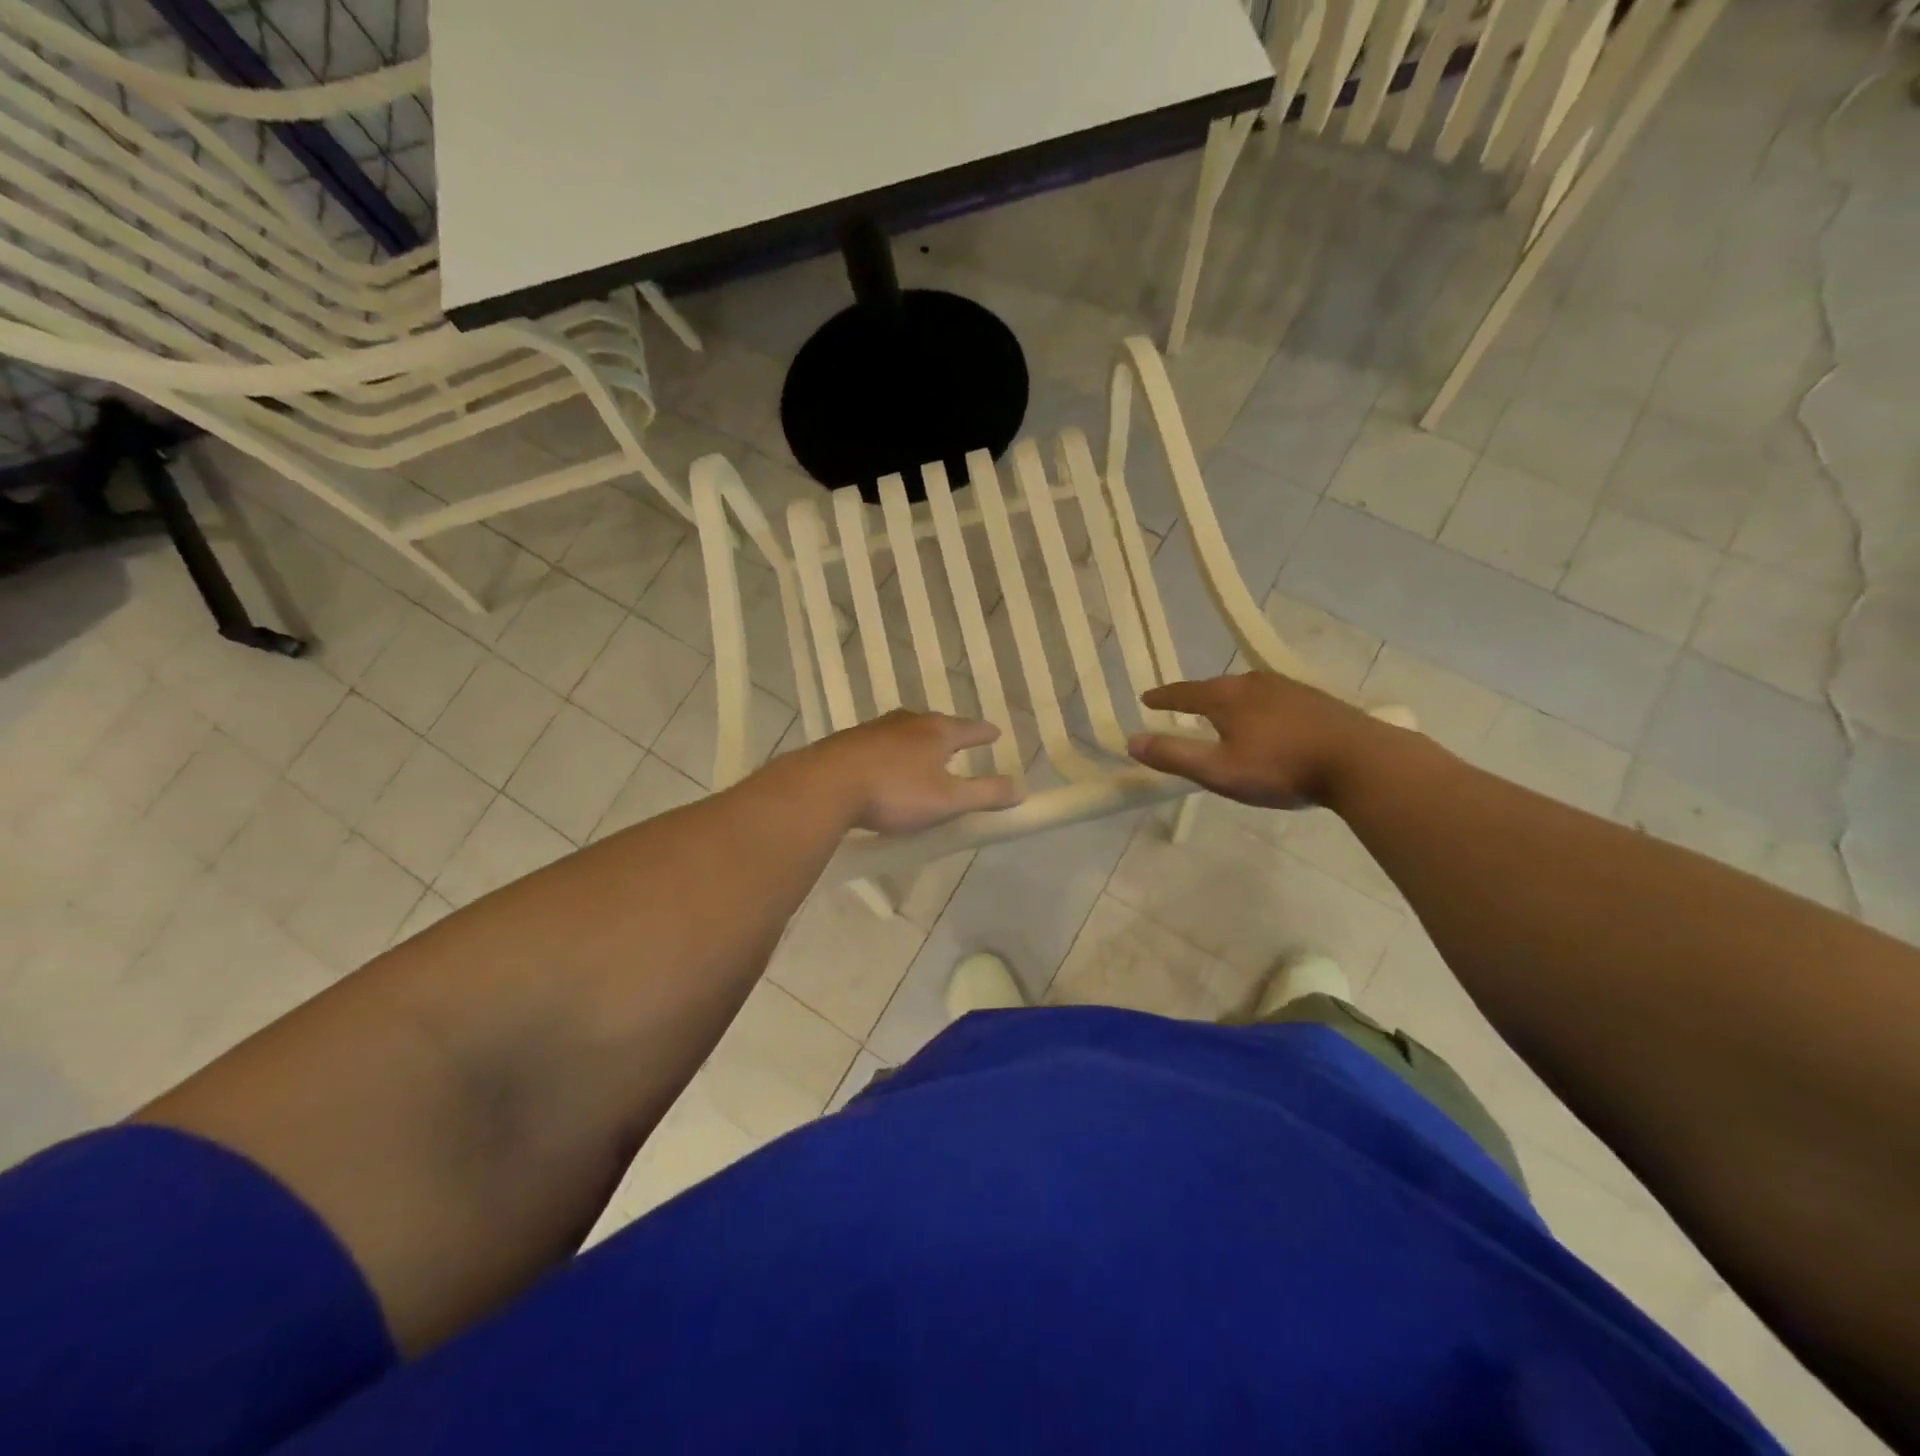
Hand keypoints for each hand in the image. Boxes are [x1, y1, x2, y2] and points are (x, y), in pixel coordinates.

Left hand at [803, 710, 1023, 833]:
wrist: (827, 785)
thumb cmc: (895, 792)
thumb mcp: (947, 800)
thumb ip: (985, 794)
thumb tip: (1021, 788)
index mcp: (937, 732)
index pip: (970, 729)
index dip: (984, 733)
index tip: (995, 733)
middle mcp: (908, 722)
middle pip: (936, 724)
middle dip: (950, 733)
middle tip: (959, 741)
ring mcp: (876, 729)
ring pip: (906, 730)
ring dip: (918, 740)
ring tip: (923, 752)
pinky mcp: (849, 742)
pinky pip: (880, 743)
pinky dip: (891, 750)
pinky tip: (884, 764)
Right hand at [1126, 673, 1385, 809]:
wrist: (1360, 761)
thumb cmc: (1281, 767)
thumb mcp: (1218, 770)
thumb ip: (1174, 756)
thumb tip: (1131, 742)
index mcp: (1226, 697)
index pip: (1184, 693)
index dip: (1163, 697)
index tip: (1146, 699)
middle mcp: (1254, 683)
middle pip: (1216, 687)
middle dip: (1196, 697)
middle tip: (1183, 708)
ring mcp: (1288, 688)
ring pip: (1247, 691)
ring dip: (1229, 701)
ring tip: (1223, 715)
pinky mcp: (1315, 700)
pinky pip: (1273, 699)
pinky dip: (1258, 708)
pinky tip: (1268, 723)